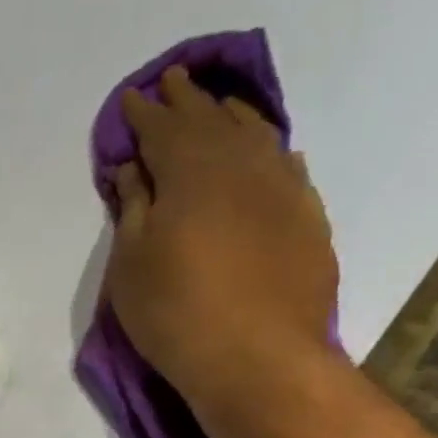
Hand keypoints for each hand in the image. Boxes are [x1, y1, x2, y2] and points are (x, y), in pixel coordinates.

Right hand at [105, 66, 338, 405]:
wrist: (257, 357)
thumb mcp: (131, 262)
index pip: (163, 128)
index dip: (144, 113)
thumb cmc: (175, 311)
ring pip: (255, 134)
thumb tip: (133, 167)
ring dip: (231, 115)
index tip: (132, 98)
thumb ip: (133, 207)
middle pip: (211, 120)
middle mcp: (241, 165)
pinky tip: (267, 149)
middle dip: (187, 99)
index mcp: (191, 171)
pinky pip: (286, 164)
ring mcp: (282, 188)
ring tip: (217, 105)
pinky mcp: (307, 217)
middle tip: (173, 80)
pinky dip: (269, 148)